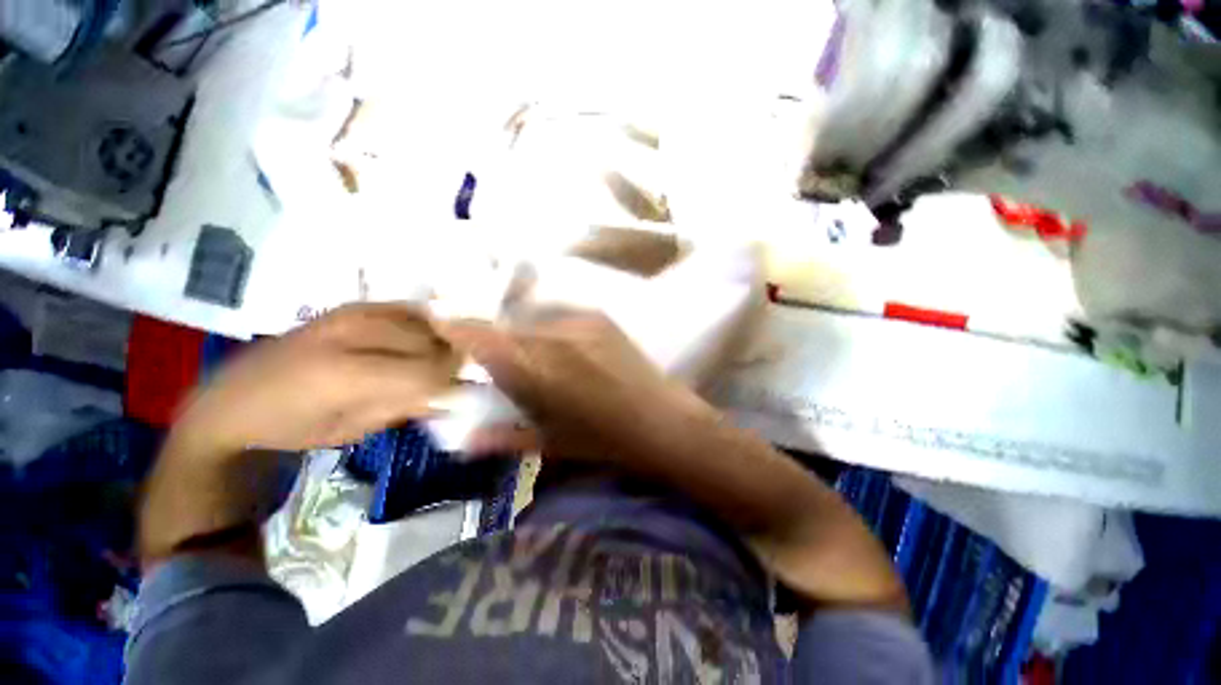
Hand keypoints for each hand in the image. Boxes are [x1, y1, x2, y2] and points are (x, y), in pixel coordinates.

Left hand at [173, 303, 459, 456]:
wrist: (235, 398)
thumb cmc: (294, 427)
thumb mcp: (353, 430)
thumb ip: (406, 406)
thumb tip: (453, 394)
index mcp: (347, 373)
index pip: (428, 370)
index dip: (452, 380)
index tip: (460, 389)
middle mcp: (352, 333)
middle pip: (430, 340)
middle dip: (450, 358)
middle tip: (453, 375)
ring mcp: (351, 313)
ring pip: (423, 320)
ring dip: (439, 340)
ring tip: (438, 358)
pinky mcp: (350, 306)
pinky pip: (405, 309)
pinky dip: (423, 323)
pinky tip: (421, 338)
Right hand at [438, 312, 706, 458]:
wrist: (662, 420)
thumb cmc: (605, 440)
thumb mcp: (551, 444)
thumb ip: (504, 438)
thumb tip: (466, 440)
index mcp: (536, 370)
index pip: (482, 338)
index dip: (457, 327)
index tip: (442, 325)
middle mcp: (553, 336)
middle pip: (507, 325)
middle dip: (493, 336)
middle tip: (493, 353)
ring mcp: (579, 321)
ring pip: (533, 318)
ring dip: (523, 332)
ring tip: (533, 354)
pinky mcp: (599, 318)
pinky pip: (559, 315)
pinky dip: (548, 328)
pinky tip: (561, 348)